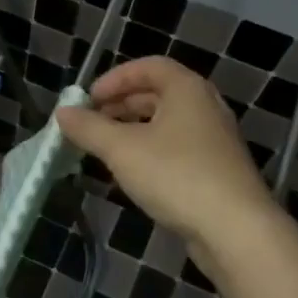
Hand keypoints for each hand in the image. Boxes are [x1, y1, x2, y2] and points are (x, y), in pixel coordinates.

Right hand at [56, 56, 272, 242]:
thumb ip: (89, 128)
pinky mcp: (217, 170)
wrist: (236, 230)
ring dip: (133, 130)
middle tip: (91, 123)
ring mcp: (215, 140)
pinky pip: (177, 148)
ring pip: (167, 123)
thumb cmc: (176, 175)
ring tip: (105, 149)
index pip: (149, 66)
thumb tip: (62, 112)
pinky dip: (150, 151)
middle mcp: (205, 107)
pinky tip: (132, 173)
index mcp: (187, 90)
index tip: (88, 99)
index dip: (115, 78)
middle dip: (120, 105)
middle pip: (157, 94)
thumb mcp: (121, 149)